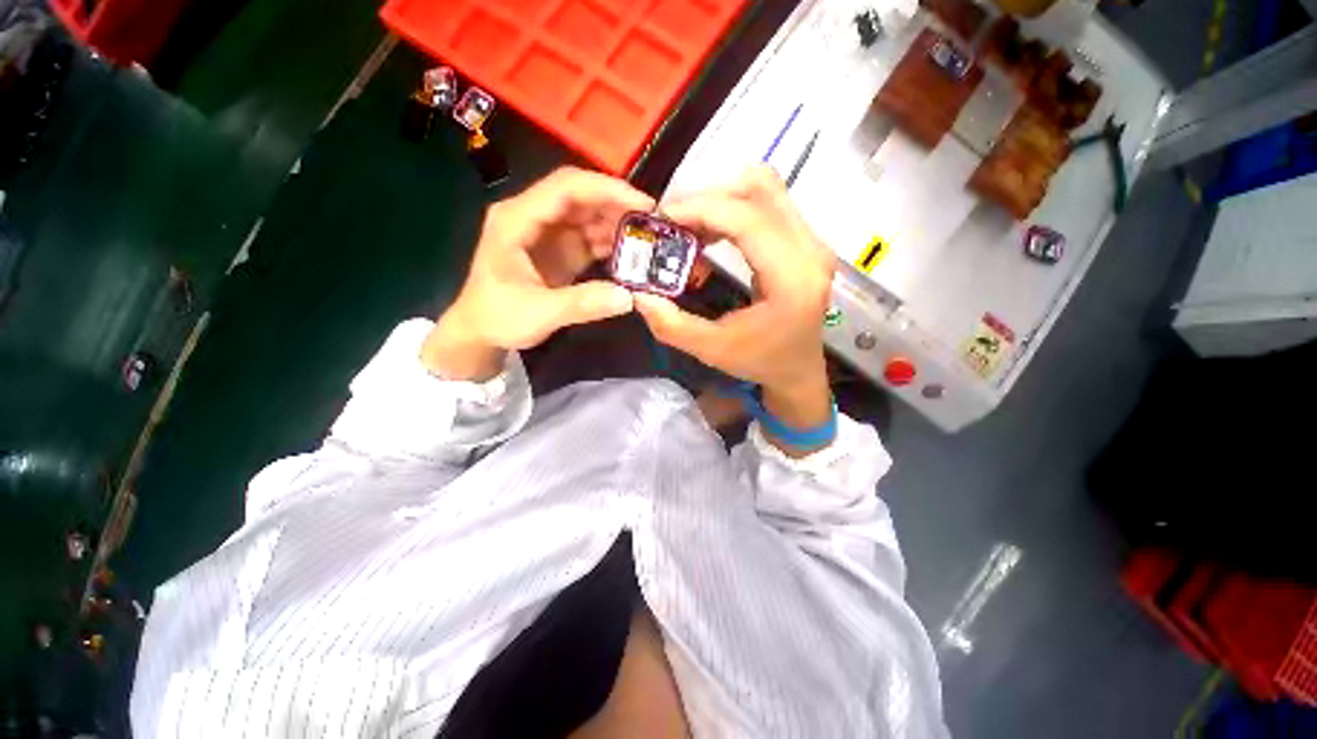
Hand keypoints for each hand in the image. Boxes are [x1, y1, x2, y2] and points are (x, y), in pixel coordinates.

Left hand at [423, 167, 653, 380]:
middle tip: (654, 223)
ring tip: (649, 240)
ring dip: (618, 225)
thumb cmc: (498, 318)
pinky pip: (591, 238)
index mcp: (517, 219)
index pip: (566, 187)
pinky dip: (612, 244)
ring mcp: (549, 233)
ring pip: (589, 216)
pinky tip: (632, 256)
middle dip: (618, 205)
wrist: (480, 333)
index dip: (607, 190)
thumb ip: (582, 304)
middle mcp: (534, 217)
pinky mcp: (560, 251)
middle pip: (581, 196)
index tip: (643, 205)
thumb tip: (629, 297)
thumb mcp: (538, 314)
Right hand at [634, 167, 835, 451]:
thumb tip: (639, 295)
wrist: (798, 370)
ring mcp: (812, 242)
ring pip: (765, 190)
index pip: (748, 219)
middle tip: (674, 222)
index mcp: (792, 279)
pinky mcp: (806, 242)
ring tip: (689, 228)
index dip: (702, 208)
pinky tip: (710, 235)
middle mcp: (810, 251)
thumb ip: (672, 325)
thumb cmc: (760, 362)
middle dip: (709, 198)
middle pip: (760, 190)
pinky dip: (733, 210)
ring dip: (721, 201)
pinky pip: (768, 206)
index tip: (664, 217)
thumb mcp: (712, 350)